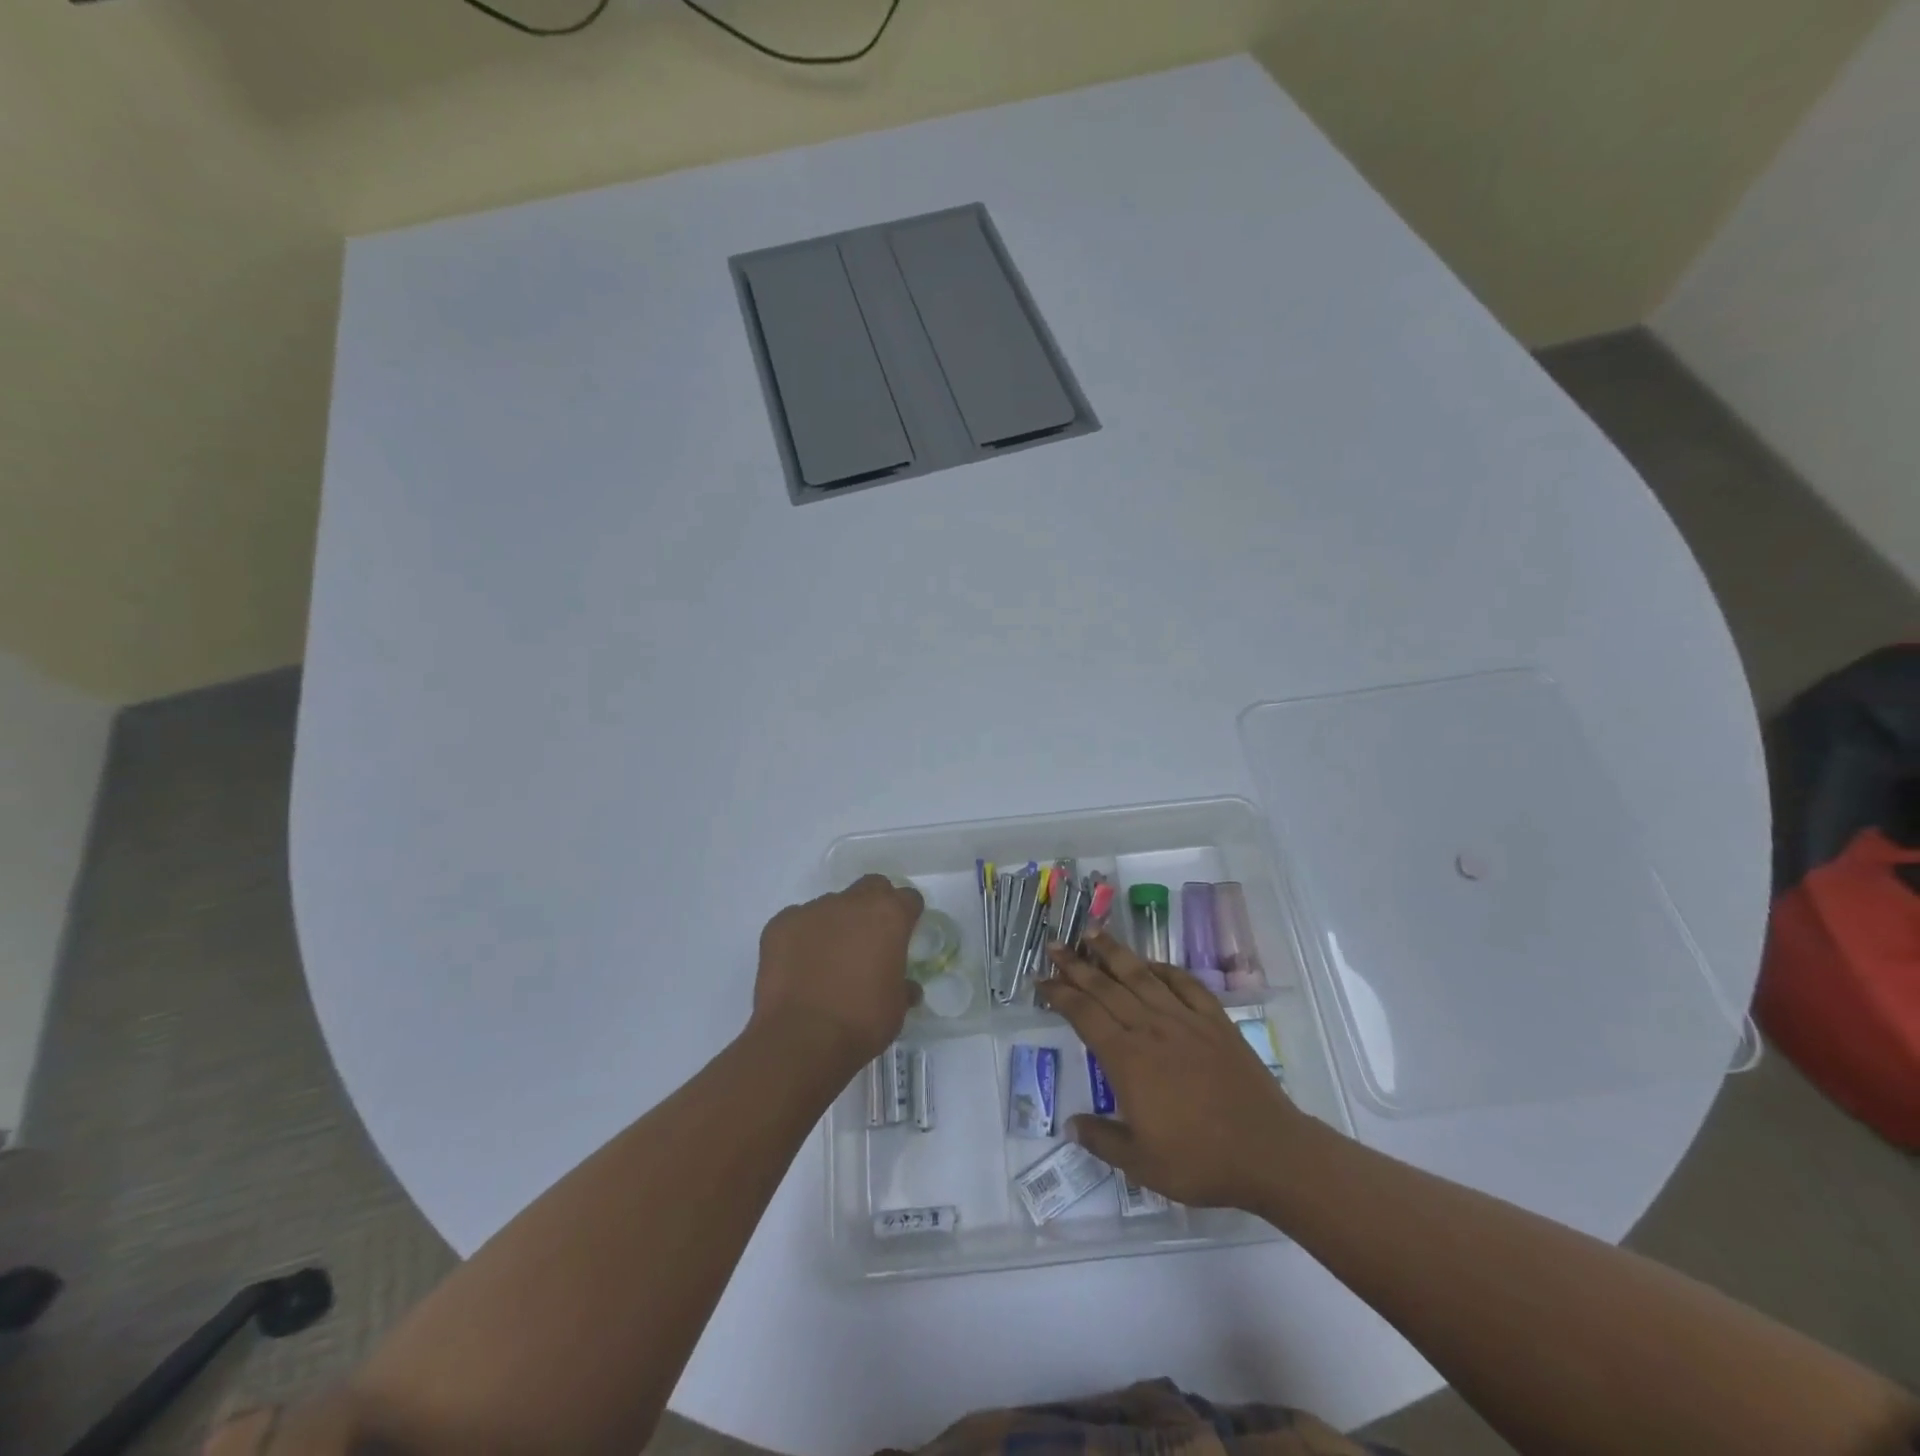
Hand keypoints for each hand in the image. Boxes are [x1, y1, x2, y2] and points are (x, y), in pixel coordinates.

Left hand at [752, 875, 923, 1071]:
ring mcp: (812, 910)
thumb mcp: (896, 1008)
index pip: (908, 898)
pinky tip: (800, 967)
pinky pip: (797, 922)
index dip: (908, 915)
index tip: (905, 934)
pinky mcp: (780, 924)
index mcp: (888, 916)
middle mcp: (851, 902)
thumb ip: (903, 986)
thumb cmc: (861, 1022)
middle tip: (870, 939)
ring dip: (836, 924)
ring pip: (831, 906)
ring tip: (828, 960)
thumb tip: (906, 987)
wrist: (801, 1039)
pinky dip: (802, 938)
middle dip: (874, 906)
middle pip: (870, 888)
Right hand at [1040, 929, 1302, 1208]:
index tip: (1041, 980)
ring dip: (1115, 953)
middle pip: (1106, 987)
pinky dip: (1166, 969)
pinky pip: (1186, 985)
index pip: (1085, 1015)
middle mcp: (1151, 1028)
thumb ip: (1102, 1140)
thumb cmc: (1200, 1161)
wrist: (1268, 1152)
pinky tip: (1153, 964)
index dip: (1060, 994)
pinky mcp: (1215, 1022)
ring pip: (1142, 976)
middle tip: (1056, 944)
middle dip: (1077, 964)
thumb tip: (1070, 1125)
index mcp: (1128, 1059)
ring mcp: (1185, 1020)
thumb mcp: (1141, 1163)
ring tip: (1093, 932)